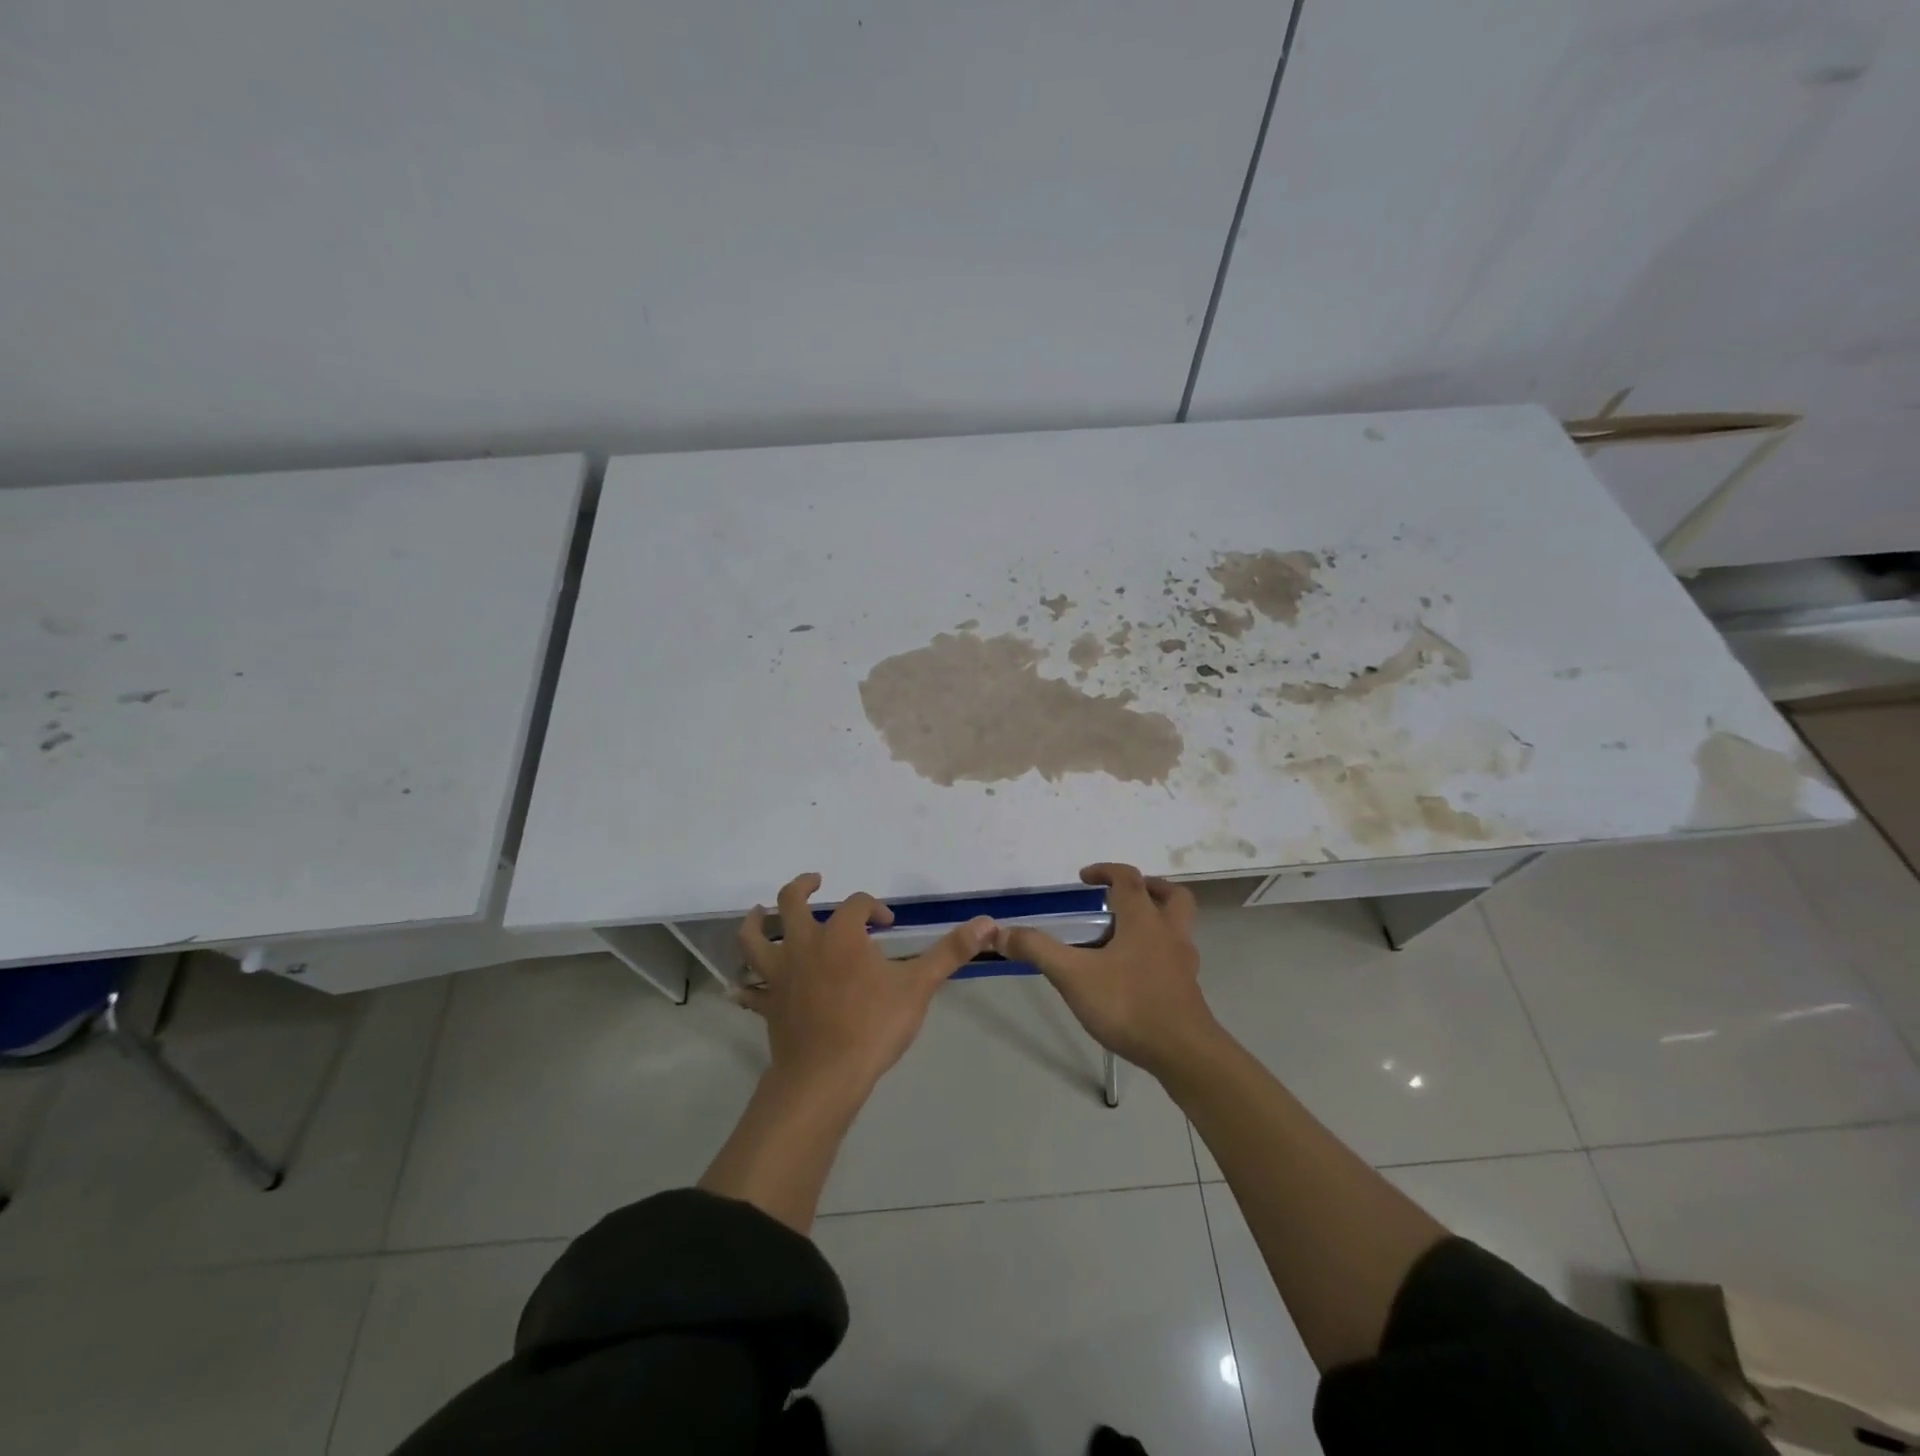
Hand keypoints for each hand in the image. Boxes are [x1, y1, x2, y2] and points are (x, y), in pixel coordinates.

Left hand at [737, 873, 995, 1101]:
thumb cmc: (873, 1027)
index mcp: (841, 935)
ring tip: (761, 911)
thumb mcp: (918, 987)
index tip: (886, 924)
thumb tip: (987, 922)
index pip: (856, 904)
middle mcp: (804, 945)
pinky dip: (744, 982)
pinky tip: (741, 984)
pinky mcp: (767, 1003)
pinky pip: (748, 989)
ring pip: (755, 937)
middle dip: (803, 887)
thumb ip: (950, 952)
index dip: (872, 907)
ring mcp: (780, 974)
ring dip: (757, 920)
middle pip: (792, 903)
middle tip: (815, 881)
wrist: (824, 1078)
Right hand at [998, 863, 1217, 1076]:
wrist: (1183, 1053)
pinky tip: (1134, 974)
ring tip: (1126, 935)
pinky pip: (1175, 957)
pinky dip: (1158, 953)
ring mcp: (1183, 963)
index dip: (1106, 871)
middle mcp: (1169, 933)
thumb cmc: (1128, 1004)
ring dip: (1157, 920)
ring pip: (1179, 927)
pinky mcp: (1188, 990)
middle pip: (1171, 896)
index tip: (1085, 878)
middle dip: (1148, 888)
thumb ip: (1037, 950)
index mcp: (1143, 920)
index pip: (1128, 879)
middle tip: (1122, 897)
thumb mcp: (1073, 975)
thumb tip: (1001, 932)